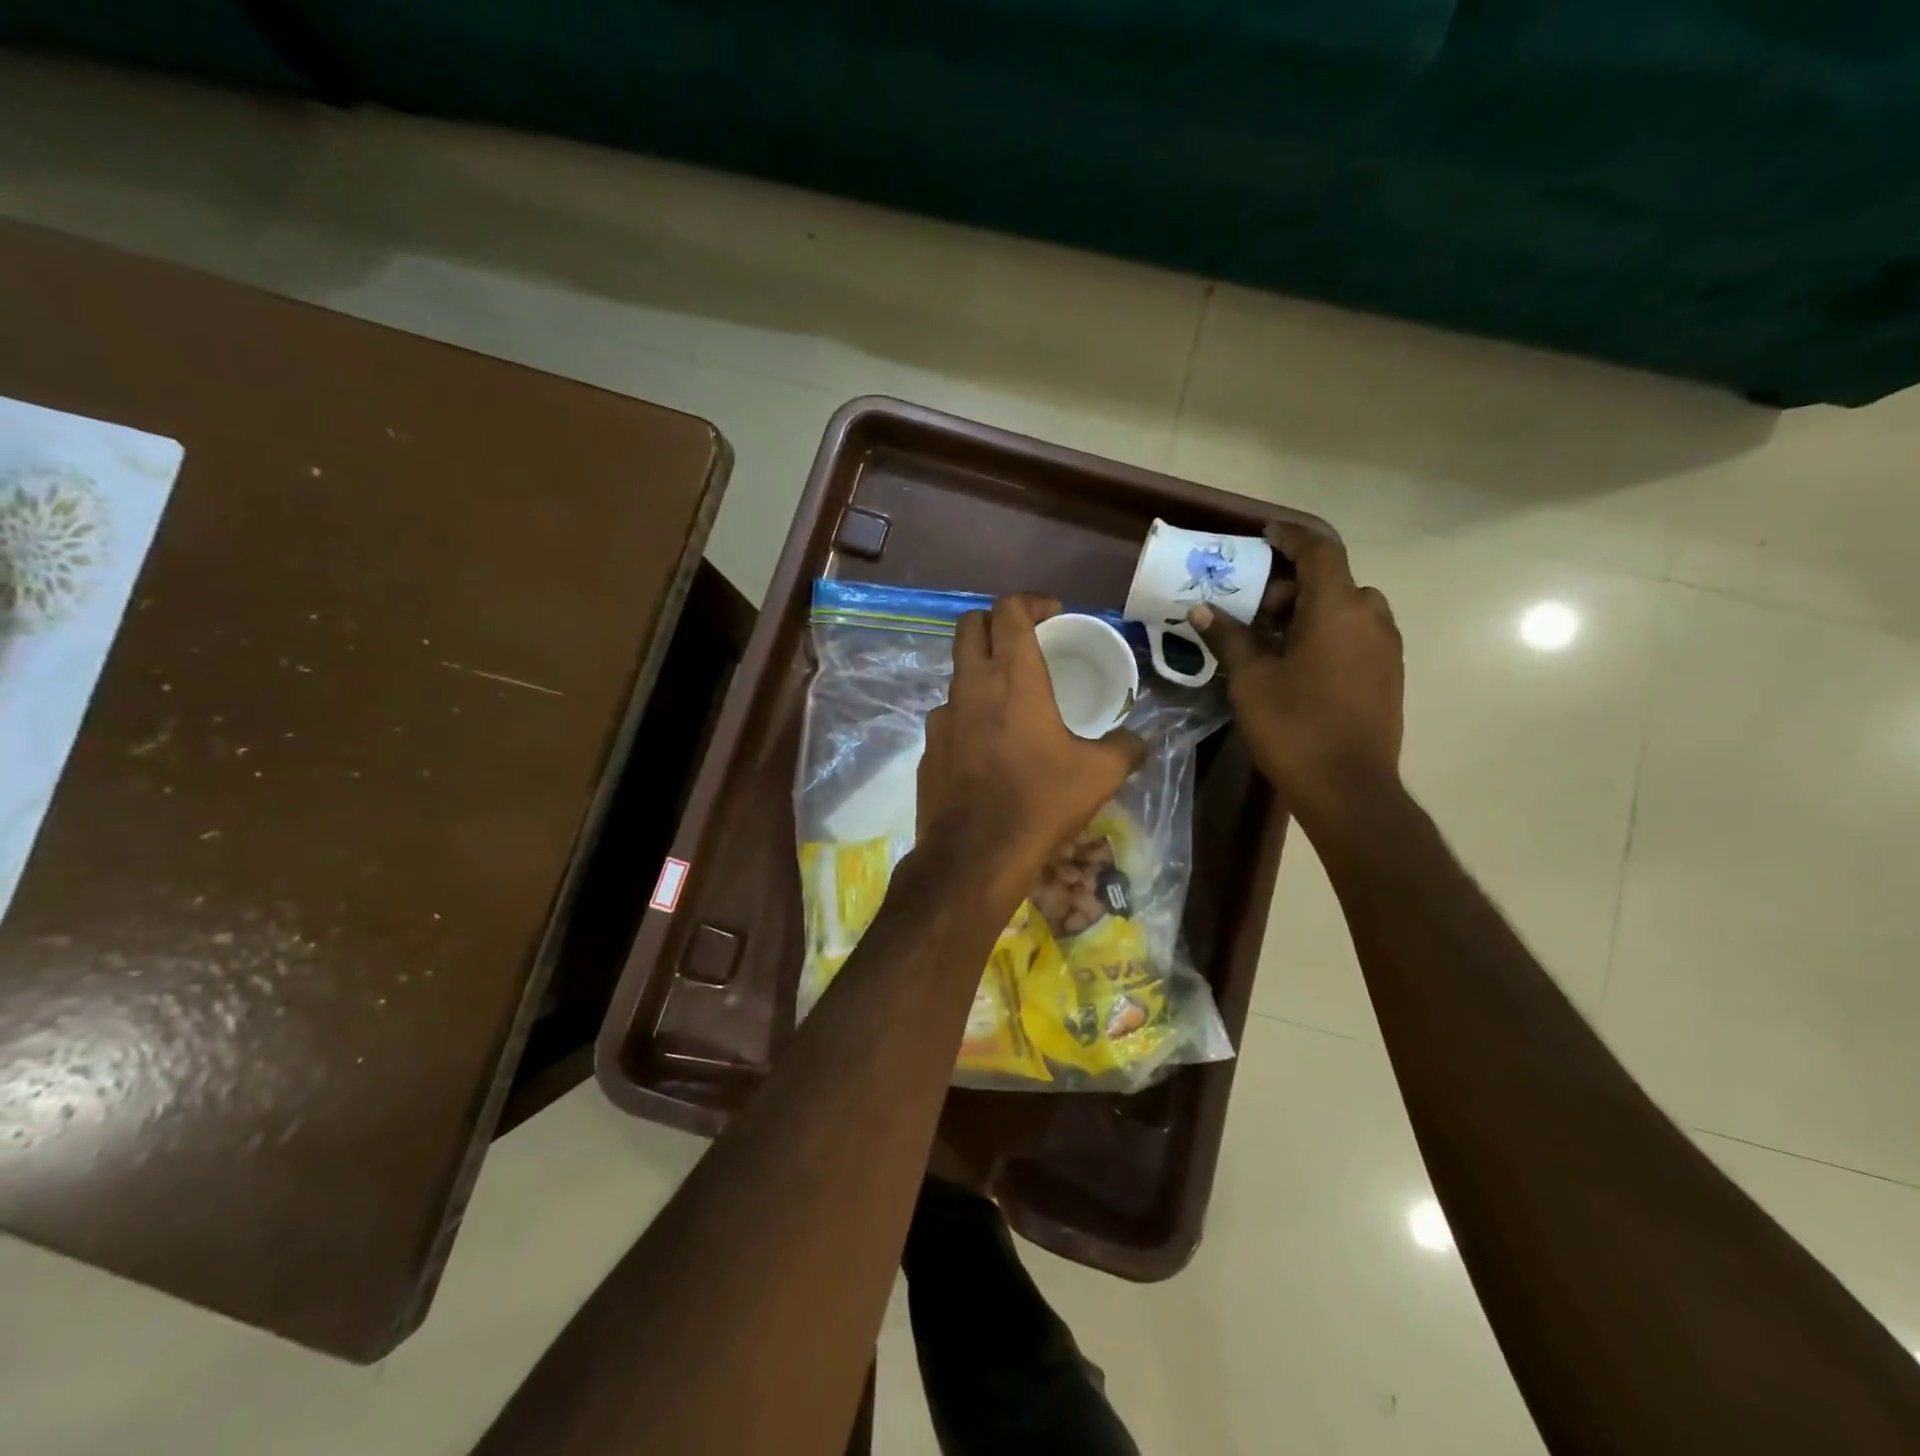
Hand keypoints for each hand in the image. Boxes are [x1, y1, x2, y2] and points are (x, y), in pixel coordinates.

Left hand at [919, 594, 1144, 894]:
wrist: (975, 856)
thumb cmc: (1040, 803)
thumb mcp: (1099, 775)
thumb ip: (1125, 748)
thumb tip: (1138, 742)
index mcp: (1013, 677)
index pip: (1009, 609)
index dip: (1031, 601)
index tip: (1053, 614)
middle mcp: (970, 685)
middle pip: (970, 625)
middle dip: (997, 621)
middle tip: (1025, 641)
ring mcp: (942, 716)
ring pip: (958, 672)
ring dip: (982, 671)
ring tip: (1011, 700)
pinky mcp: (928, 747)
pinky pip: (949, 715)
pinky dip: (969, 714)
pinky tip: (989, 746)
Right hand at [1190, 524, 1402, 827]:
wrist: (1349, 788)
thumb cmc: (1295, 727)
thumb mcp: (1251, 680)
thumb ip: (1229, 638)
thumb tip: (1202, 611)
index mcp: (1338, 609)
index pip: (1319, 551)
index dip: (1290, 537)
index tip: (1263, 535)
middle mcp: (1371, 618)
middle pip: (1332, 581)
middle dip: (1291, 585)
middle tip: (1253, 609)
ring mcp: (1386, 647)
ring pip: (1347, 608)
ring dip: (1310, 610)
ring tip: (1272, 638)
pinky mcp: (1389, 674)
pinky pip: (1357, 634)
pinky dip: (1327, 632)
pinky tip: (1298, 664)